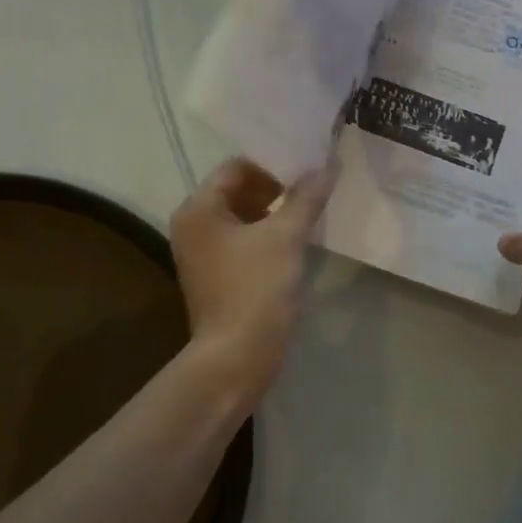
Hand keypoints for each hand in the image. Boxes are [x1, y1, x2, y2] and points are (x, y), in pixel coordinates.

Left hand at [170, 157, 335, 411]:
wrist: (236, 358)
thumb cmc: (256, 290)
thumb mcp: (285, 238)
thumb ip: (306, 198)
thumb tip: (328, 164)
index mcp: (199, 209)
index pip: (236, 167)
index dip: (274, 165)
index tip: (309, 171)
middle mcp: (193, 226)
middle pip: (238, 191)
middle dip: (277, 189)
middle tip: (314, 192)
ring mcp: (203, 254)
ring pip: (244, 218)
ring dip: (275, 214)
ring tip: (311, 215)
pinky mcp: (217, 276)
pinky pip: (244, 242)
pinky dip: (268, 237)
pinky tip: (297, 243)